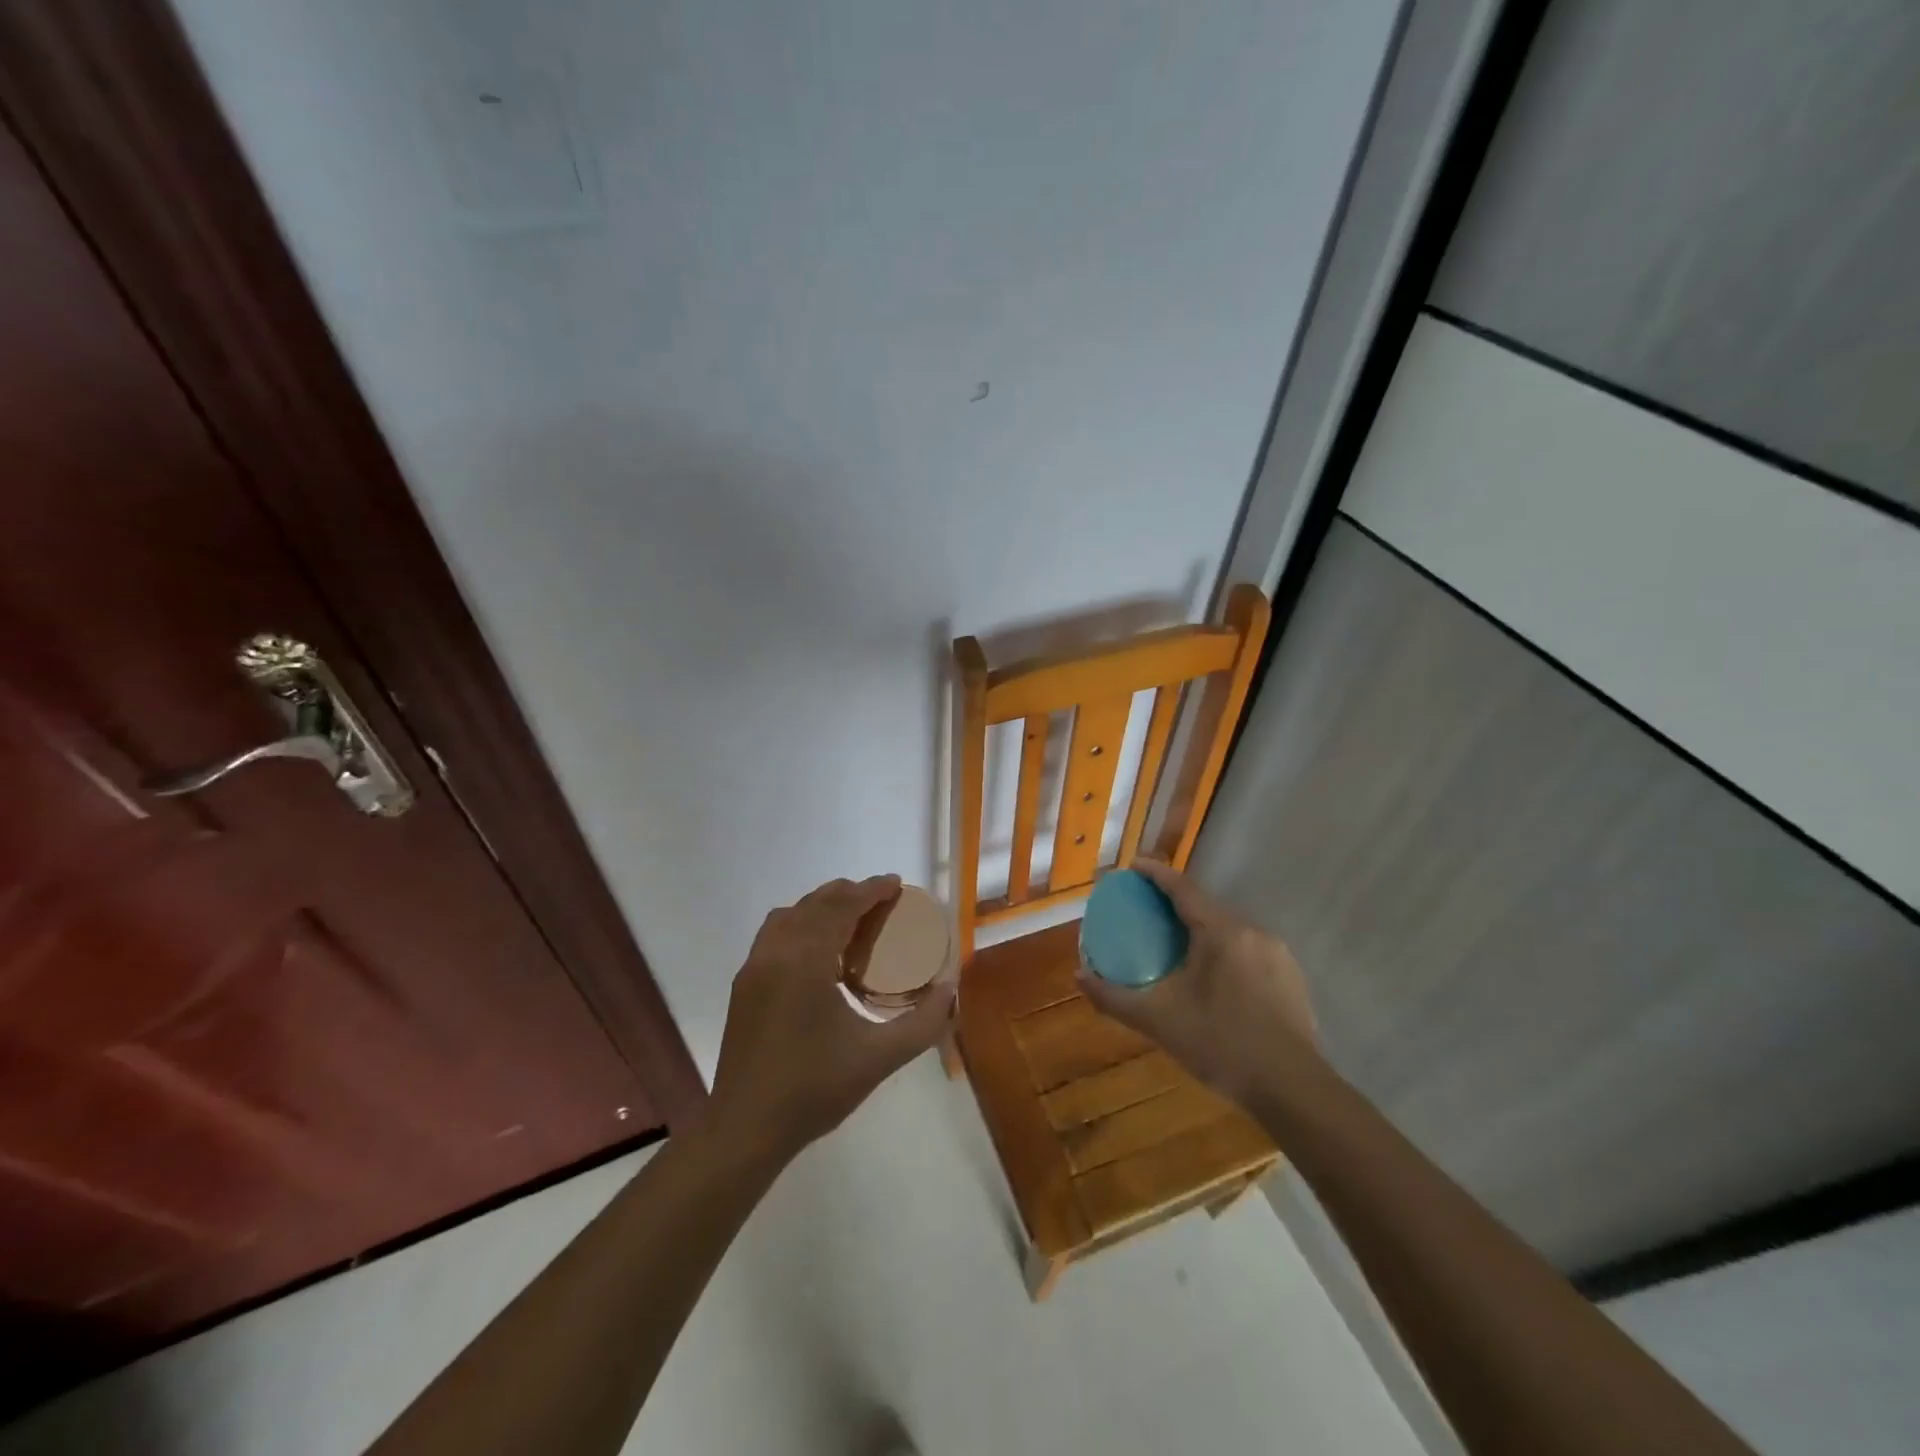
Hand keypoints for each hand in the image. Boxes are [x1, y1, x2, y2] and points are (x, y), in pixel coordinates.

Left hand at [707, 875, 954, 1159]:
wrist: (746, 1127)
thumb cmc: (815, 1089)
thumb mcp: (879, 1058)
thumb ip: (923, 1022)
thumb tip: (950, 989)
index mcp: (807, 961)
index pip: (842, 906)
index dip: (871, 890)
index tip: (896, 883)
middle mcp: (776, 952)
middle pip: (815, 903)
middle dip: (849, 893)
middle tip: (881, 900)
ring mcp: (754, 966)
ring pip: (790, 914)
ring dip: (821, 906)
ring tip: (850, 919)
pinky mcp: (743, 984)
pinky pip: (774, 934)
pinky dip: (799, 924)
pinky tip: (817, 950)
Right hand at [1077, 860, 1319, 1105]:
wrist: (1293, 1090)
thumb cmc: (1222, 1045)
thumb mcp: (1159, 1021)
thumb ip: (1114, 997)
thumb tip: (1080, 976)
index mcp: (1221, 931)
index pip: (1182, 887)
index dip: (1155, 873)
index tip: (1132, 866)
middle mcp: (1252, 931)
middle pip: (1206, 907)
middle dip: (1176, 905)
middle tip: (1148, 914)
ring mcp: (1277, 954)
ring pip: (1229, 931)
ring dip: (1201, 931)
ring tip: (1178, 949)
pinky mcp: (1291, 978)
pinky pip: (1248, 952)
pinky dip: (1224, 953)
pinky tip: (1214, 981)